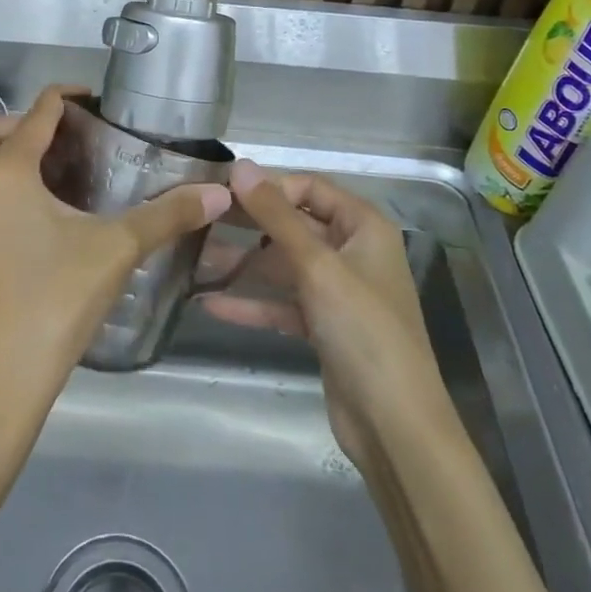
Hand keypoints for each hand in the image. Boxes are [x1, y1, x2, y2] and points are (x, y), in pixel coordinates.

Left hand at [0, 85, 231, 452]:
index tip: (94, 102)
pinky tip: (24, 219)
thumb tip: (219, 193)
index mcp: (5, 172)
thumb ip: (167, 216)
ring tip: (45, 178)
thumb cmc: (53, 305)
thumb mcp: (115, 252)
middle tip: (59, 146)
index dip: (67, 99)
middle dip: (15, 122)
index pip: (35, 112)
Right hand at [199, 161, 460, 466]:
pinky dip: (252, 303)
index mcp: (364, 227)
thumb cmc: (363, 330)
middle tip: (201, 219)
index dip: (268, 186)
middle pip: (294, 224)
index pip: (309, 188)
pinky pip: (282, 303)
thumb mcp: (317, 266)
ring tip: (195, 260)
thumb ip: (276, 216)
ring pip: (284, 264)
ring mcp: (338, 291)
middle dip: (249, 224)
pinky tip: (211, 304)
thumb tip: (241, 166)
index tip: (221, 191)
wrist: (394, 425)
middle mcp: (352, 251)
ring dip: (244, 264)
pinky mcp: (323, 326)